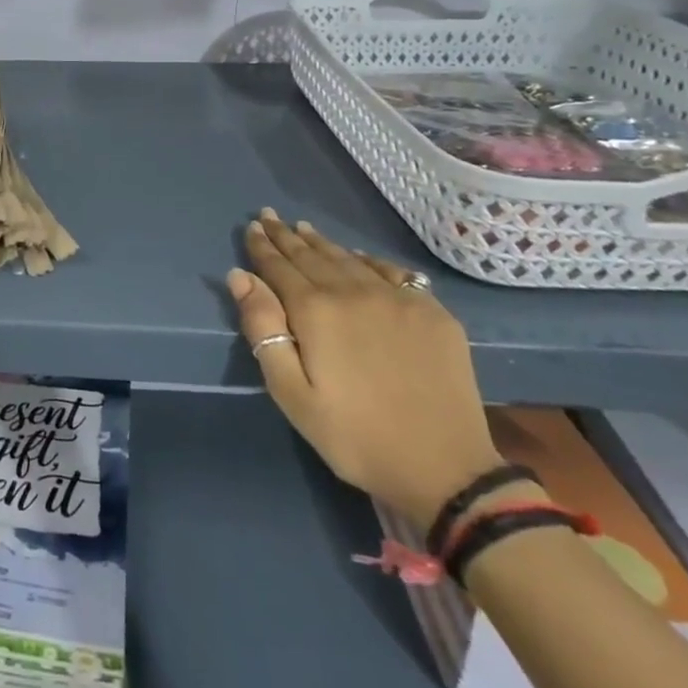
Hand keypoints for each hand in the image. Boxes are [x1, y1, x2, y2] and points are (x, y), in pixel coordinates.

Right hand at [228, 211, 501, 530]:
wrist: (446, 470)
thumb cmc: (354, 435)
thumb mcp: (292, 393)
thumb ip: (263, 329)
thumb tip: (240, 276)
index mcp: (316, 311)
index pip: (280, 267)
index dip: (262, 247)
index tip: (251, 226)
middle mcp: (355, 292)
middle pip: (313, 256)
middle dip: (287, 236)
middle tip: (269, 217)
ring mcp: (399, 299)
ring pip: (350, 259)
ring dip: (323, 243)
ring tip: (304, 228)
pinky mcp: (433, 314)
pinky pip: (393, 272)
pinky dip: (368, 259)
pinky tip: (359, 256)